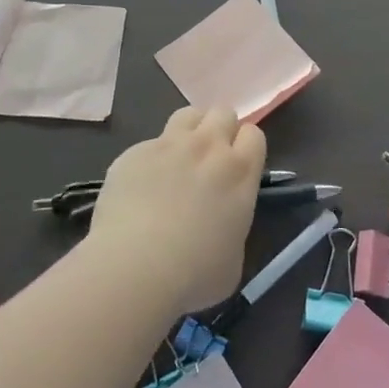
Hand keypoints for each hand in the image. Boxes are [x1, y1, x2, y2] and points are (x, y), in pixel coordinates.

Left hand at [86, 106, 265, 313]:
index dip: (246, 147)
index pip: (254, 134)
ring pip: (188, 114)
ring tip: (180, 158)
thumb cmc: (194, 274)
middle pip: (223, 113)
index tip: (238, 166)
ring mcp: (169, 145)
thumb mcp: (233, 259)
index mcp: (239, 173)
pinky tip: (142, 185)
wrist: (134, 267)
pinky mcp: (134, 152)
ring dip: (190, 130)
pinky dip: (152, 157)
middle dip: (220, 130)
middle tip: (210, 159)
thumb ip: (233, 228)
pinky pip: (150, 143)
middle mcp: (208, 148)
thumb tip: (220, 225)